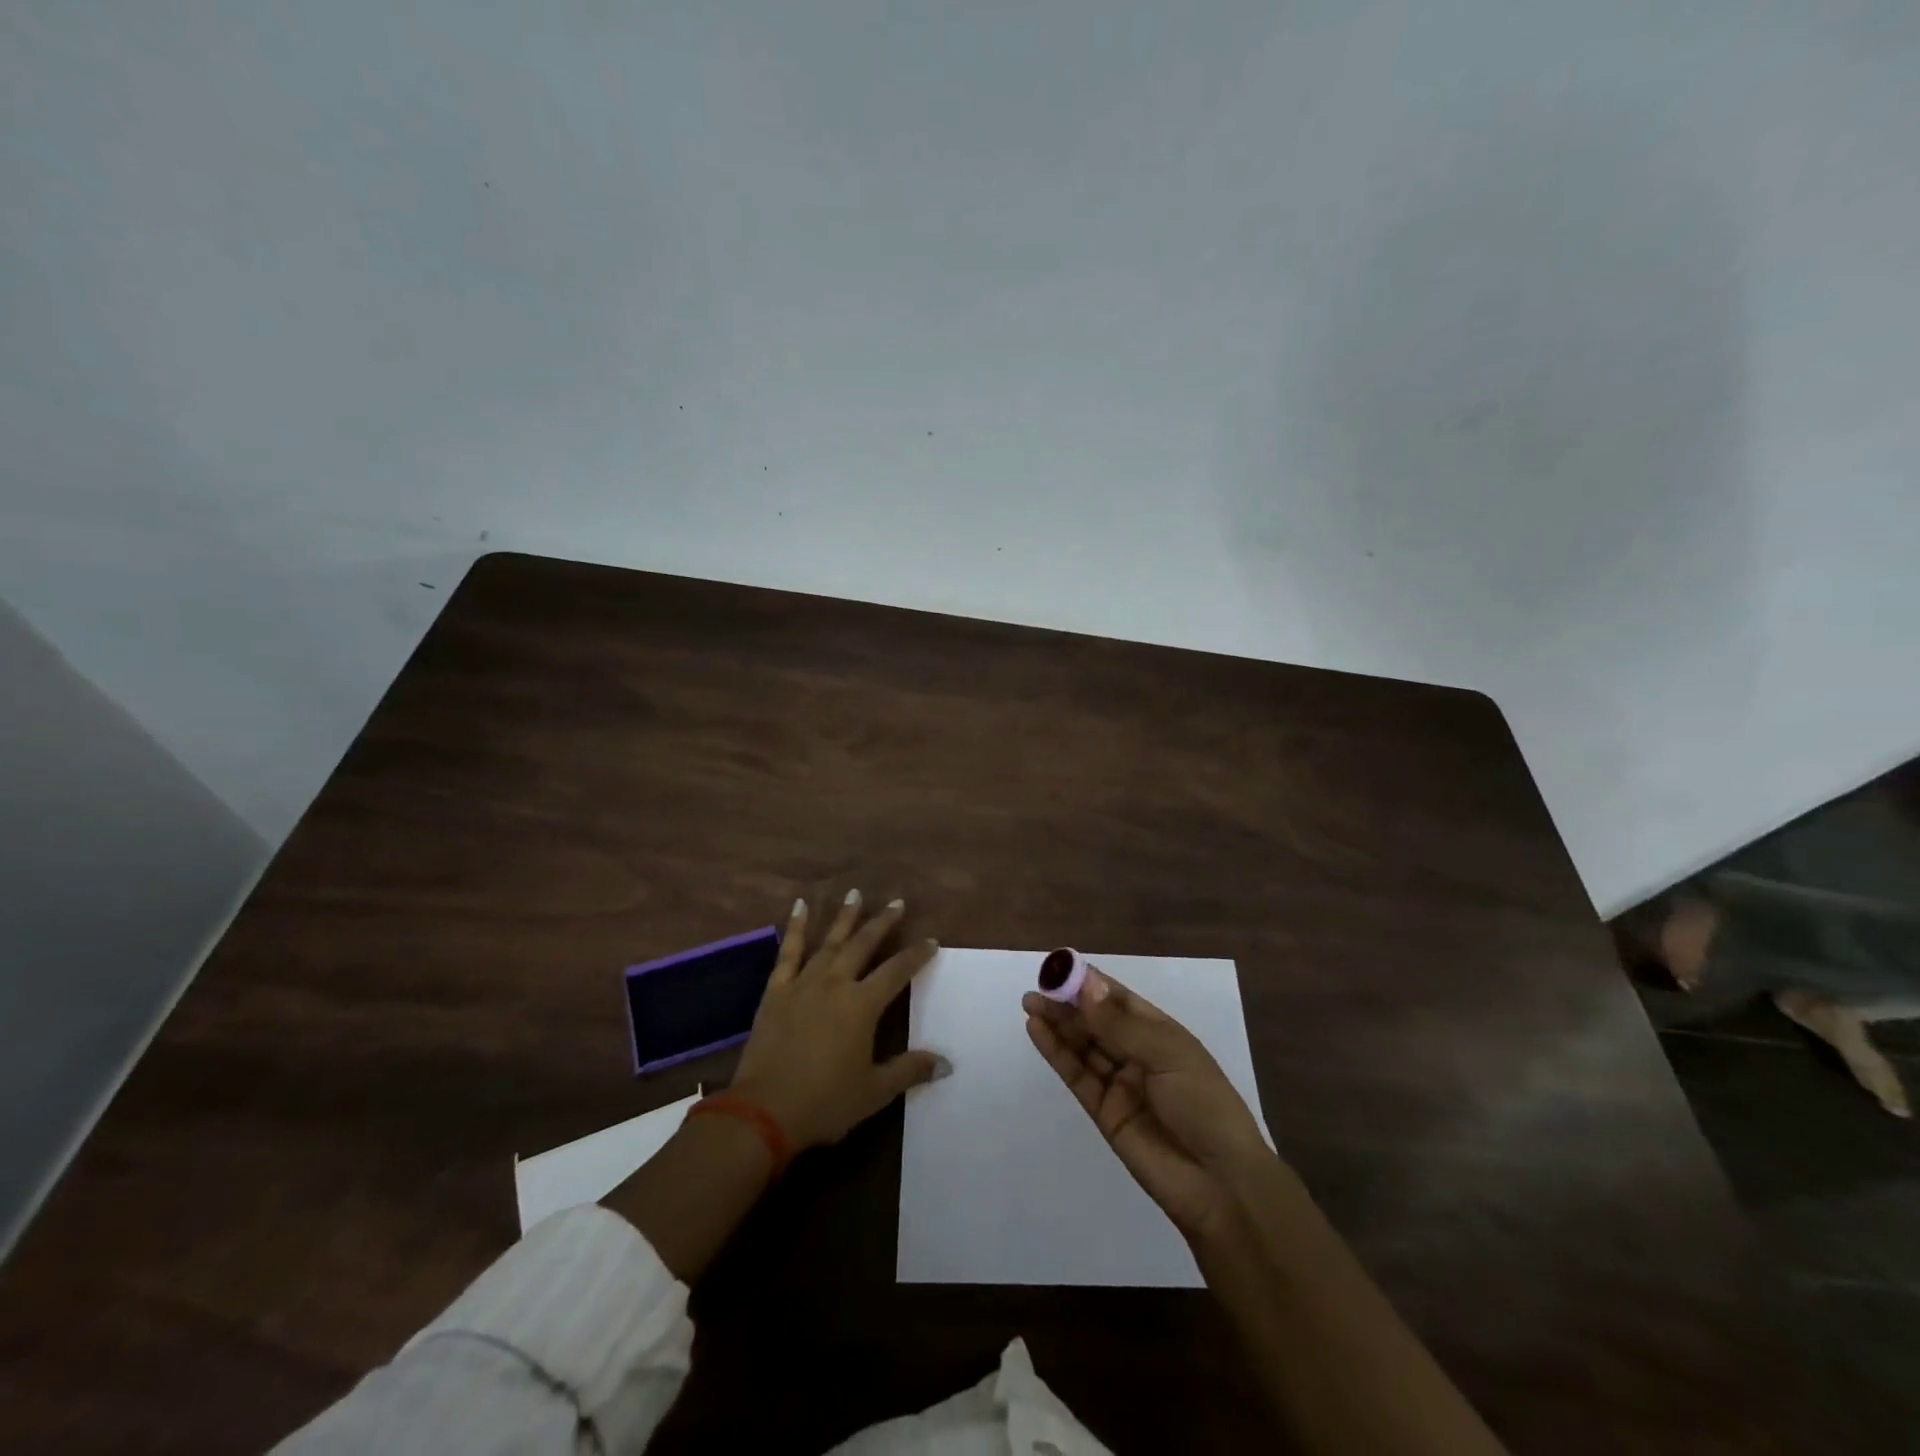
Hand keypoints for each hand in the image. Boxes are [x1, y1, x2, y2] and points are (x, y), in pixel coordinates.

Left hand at [733, 893, 948, 1149]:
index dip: (916, 955)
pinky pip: (789, 952)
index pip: (897, 971)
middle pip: (864, 944)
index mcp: (862, 1005)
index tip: (931, 941)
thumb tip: (946, 1064)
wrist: (763, 1112)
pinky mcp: (776, 991)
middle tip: (897, 901)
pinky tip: (800, 906)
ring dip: (844, 917)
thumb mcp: (874, 1091)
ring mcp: (803, 983)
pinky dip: (796, 927)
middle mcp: (836, 983)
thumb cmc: (825, 1102)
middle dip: (882, 922)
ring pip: (830, 941)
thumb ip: (909, 1071)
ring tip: (855, 893)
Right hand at [1024, 968, 1271, 1242]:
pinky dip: (1056, 1053)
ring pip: (1083, 1046)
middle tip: (1036, 988)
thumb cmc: (1204, 1106)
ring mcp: (1120, 1083)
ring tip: (1030, 1003)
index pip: (1119, 999)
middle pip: (1096, 1021)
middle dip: (1067, 1003)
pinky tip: (1037, 1031)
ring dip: (1058, 1024)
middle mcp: (1139, 1053)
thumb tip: (1085, 986)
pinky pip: (1077, 1076)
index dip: (1090, 983)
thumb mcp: (1168, 1054)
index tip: (1059, 968)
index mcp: (1161, 1033)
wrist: (1220, 1184)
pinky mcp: (1104, 1112)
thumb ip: (1121, 1025)